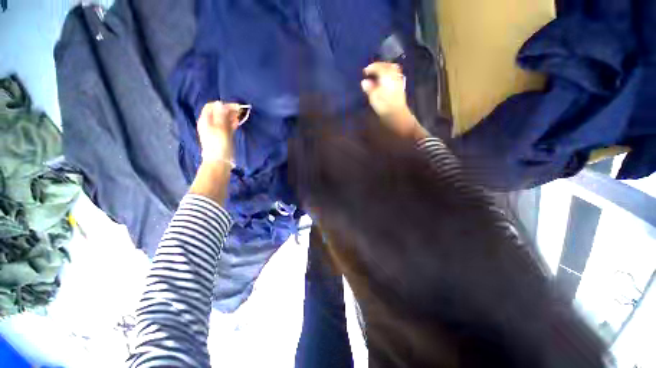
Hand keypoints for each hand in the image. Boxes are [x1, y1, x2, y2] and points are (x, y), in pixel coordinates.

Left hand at [197, 101, 241, 163]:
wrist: (220, 160)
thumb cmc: (219, 144)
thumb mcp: (220, 128)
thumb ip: (220, 115)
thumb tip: (221, 103)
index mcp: (205, 120)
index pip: (212, 106)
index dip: (223, 105)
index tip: (235, 107)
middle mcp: (209, 123)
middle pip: (218, 112)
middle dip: (228, 110)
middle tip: (239, 111)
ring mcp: (216, 130)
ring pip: (223, 119)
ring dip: (231, 116)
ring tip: (240, 116)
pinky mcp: (222, 136)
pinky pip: (227, 126)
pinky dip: (232, 123)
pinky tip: (238, 123)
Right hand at [361, 62, 409, 119]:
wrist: (397, 114)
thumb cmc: (383, 106)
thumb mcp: (373, 97)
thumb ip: (369, 88)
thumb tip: (364, 82)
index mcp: (386, 75)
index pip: (378, 67)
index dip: (370, 68)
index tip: (364, 72)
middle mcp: (393, 74)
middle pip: (386, 65)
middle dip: (378, 66)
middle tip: (370, 70)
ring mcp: (398, 79)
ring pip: (391, 68)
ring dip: (384, 68)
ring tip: (377, 73)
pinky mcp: (400, 85)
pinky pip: (394, 73)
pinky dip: (388, 73)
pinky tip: (384, 79)